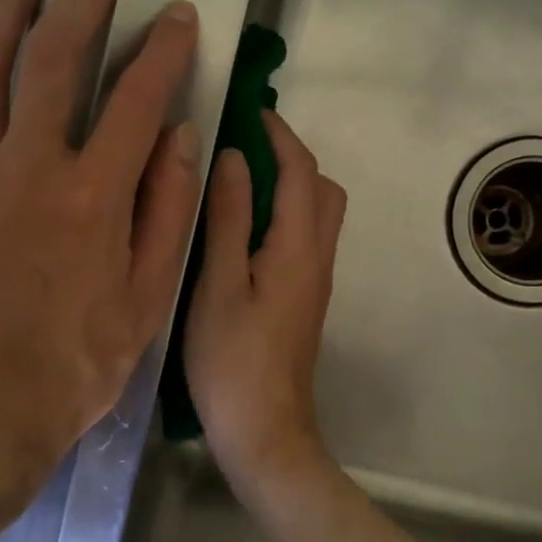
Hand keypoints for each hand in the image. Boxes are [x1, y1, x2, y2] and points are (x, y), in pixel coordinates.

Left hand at [0, 0, 201, 529]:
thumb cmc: (73, 368)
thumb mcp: (145, 302)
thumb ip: (166, 214)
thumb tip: (181, 141)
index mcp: (93, 197)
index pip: (138, 99)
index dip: (163, 49)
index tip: (180, 14)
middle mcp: (30, 168)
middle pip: (55, 57)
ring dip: (11, 7)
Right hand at [184, 111, 347, 487]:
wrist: (265, 431)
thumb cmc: (232, 361)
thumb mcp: (219, 284)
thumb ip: (228, 218)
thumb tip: (233, 157)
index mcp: (298, 247)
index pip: (300, 172)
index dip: (280, 135)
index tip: (251, 110)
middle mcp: (318, 258)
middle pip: (322, 189)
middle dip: (292, 158)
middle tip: (245, 147)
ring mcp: (316, 281)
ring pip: (318, 214)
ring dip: (290, 185)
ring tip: (240, 180)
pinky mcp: (305, 300)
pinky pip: (305, 238)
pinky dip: (284, 214)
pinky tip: (245, 227)